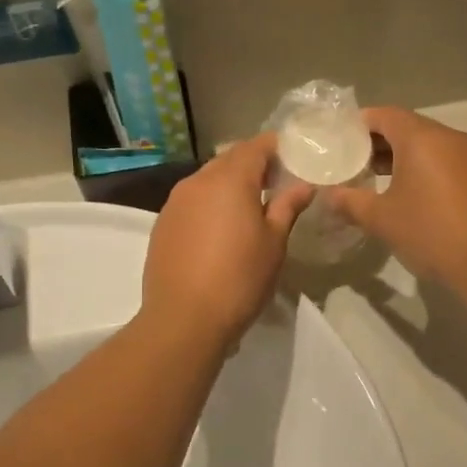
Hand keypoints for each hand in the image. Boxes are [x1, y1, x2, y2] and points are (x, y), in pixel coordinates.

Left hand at [141, 134, 314, 345]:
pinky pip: (192, 201)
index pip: (255, 147)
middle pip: (229, 160)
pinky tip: (221, 229)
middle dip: (253, 165)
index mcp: (229, 180)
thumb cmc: (239, 279)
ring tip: (250, 207)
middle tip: (277, 183)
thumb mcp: (274, 244)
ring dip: (230, 185)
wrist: (183, 319)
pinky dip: (210, 204)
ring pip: (208, 180)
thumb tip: (303, 185)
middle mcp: (198, 182)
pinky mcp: (162, 224)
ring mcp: (175, 202)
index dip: (276, 147)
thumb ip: (287, 207)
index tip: (294, 156)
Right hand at [327, 108, 466, 290]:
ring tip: (377, 180)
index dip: (359, 124)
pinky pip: (446, 162)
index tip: (340, 140)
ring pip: (428, 146)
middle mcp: (448, 138)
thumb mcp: (382, 219)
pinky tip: (412, 196)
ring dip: (402, 158)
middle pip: (408, 128)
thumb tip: (328, 196)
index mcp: (421, 138)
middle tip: (354, 162)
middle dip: (379, 142)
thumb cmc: (431, 232)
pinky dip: (424, 170)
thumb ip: (350, 203)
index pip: (385, 115)